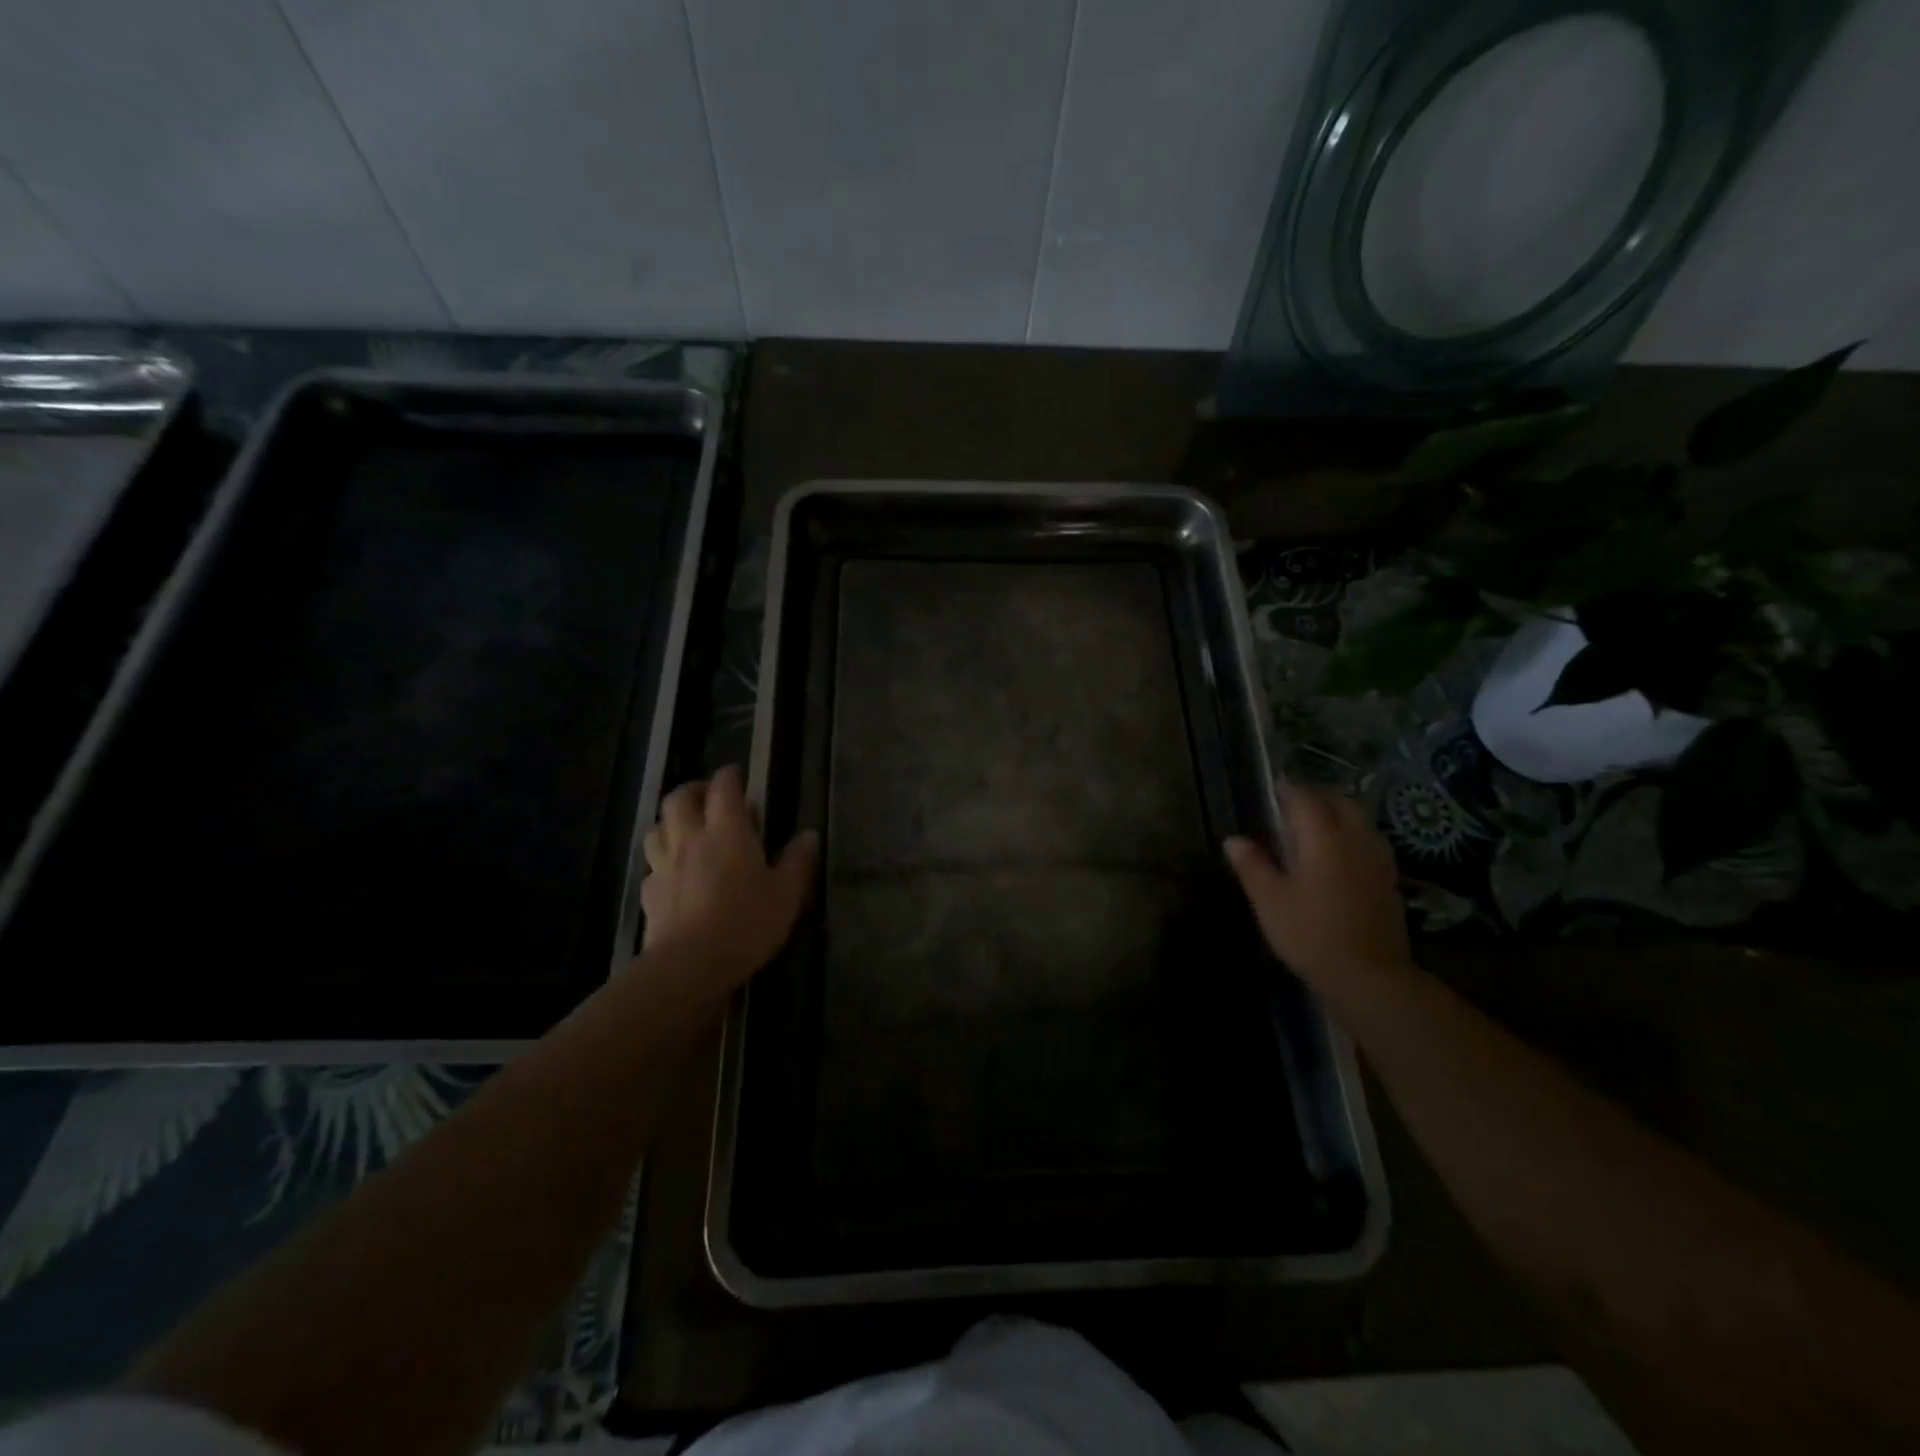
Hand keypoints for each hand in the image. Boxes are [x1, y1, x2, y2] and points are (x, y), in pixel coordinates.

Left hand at [640, 766, 817, 988]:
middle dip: (693, 790)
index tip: (736, 774)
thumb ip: (797, 862)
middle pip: (679, 799)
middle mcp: (691, 839)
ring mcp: (664, 866)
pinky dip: (661, 863)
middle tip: (708, 796)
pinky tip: (673, 876)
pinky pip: (651, 867)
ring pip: (657, 828)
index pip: (724, 788)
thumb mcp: (787, 894)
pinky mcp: (649, 894)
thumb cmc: (747, 923)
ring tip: (686, 831)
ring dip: (670, 822)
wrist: (691, 964)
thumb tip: (808, 835)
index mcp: (728, 832)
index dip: (729, 776)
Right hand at [1224, 784, 1411, 992]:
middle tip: (1296, 803)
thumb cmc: (1311, 934)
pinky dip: (1355, 837)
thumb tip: (1234, 839)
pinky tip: (1343, 854)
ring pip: (1361, 822)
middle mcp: (1355, 840)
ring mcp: (1377, 861)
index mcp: (1323, 838)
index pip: (1306, 799)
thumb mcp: (1269, 900)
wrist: (1369, 976)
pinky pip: (1371, 844)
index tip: (1275, 786)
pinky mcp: (1390, 883)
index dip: (1289, 790)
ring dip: (1341, 815)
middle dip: (1319, 797)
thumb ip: (1252, 865)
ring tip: (1320, 824)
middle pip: (1341, 804)